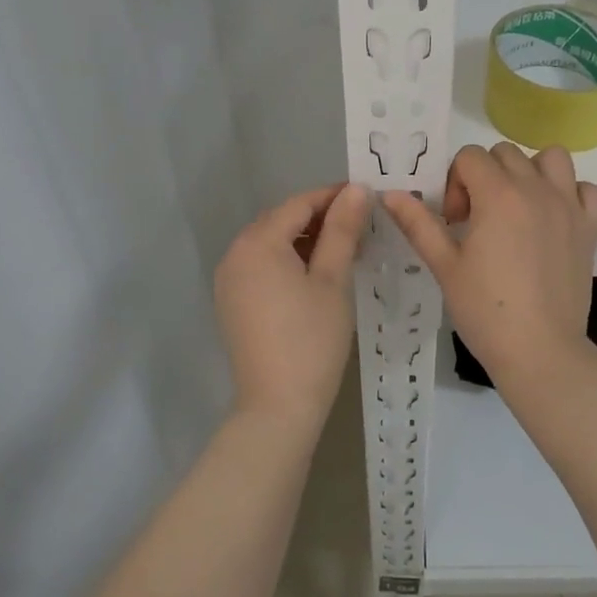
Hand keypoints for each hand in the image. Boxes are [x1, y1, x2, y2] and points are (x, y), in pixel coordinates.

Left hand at [214, 182, 372, 434]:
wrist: (278, 406)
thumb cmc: (312, 339)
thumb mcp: (333, 279)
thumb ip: (343, 229)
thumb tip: (356, 190)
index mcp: (257, 243)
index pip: (298, 204)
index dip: (333, 196)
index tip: (367, 197)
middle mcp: (235, 254)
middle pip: (281, 220)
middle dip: (320, 217)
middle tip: (360, 225)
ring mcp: (229, 280)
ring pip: (270, 243)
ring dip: (304, 239)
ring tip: (344, 249)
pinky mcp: (232, 302)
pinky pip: (261, 266)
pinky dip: (287, 261)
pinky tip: (316, 274)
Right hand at [383, 143, 596, 382]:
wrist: (540, 352)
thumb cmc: (486, 310)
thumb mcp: (444, 266)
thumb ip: (418, 223)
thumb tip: (390, 194)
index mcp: (498, 195)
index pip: (470, 157)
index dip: (454, 183)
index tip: (454, 221)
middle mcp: (537, 189)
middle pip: (506, 153)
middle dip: (485, 175)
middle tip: (478, 218)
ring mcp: (569, 206)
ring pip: (552, 158)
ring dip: (531, 172)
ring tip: (518, 206)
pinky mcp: (590, 228)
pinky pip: (588, 189)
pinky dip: (571, 194)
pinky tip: (554, 218)